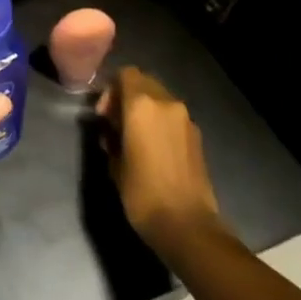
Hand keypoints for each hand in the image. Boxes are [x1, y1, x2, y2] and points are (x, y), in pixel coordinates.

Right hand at [95, 66, 220, 246]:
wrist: (187, 225)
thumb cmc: (142, 193)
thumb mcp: (114, 163)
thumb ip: (111, 136)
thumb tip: (113, 129)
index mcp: (142, 105)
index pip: (125, 74)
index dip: (110, 89)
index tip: (103, 114)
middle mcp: (166, 103)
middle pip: (144, 82)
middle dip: (127, 96)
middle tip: (115, 123)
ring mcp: (186, 119)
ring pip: (160, 99)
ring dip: (145, 109)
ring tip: (134, 137)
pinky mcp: (197, 136)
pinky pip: (172, 116)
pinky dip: (160, 122)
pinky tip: (152, 148)